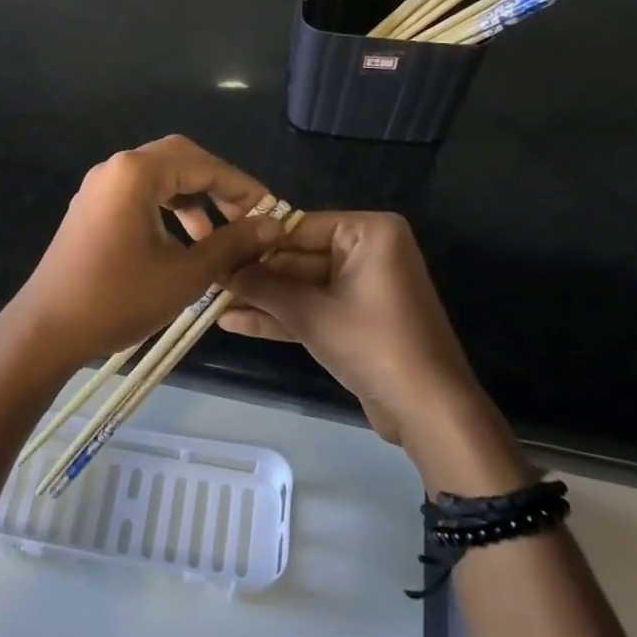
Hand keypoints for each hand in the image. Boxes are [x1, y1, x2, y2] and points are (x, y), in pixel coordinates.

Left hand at [3, 135, 283, 372]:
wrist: (46, 330)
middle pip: (182, 159)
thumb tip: (273, 226)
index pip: (205, 165)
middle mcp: (117, 167)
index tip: (272, 213)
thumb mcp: (185, 275)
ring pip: (161, 177)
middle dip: (218, 187)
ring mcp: (100, 186)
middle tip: (246, 219)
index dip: (244, 188)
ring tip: (218, 239)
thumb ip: (232, 245)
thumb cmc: (117, 300)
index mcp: (137, 173)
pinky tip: (183, 243)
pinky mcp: (92, 206)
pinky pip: (140, 193)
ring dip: (194, 199)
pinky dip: (168, 209)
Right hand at [220, 211, 486, 446]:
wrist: (429, 409)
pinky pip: (313, 307)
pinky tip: (235, 322)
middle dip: (255, 275)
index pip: (298, 227)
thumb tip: (220, 269)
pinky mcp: (355, 317)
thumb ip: (264, 288)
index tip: (214, 248)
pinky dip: (281, 316)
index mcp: (368, 232)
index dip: (254, 242)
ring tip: (211, 302)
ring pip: (302, 286)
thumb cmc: (374, 345)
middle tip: (207, 279)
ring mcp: (361, 285)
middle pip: (298, 258)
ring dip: (262, 298)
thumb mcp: (311, 314)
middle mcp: (367, 250)